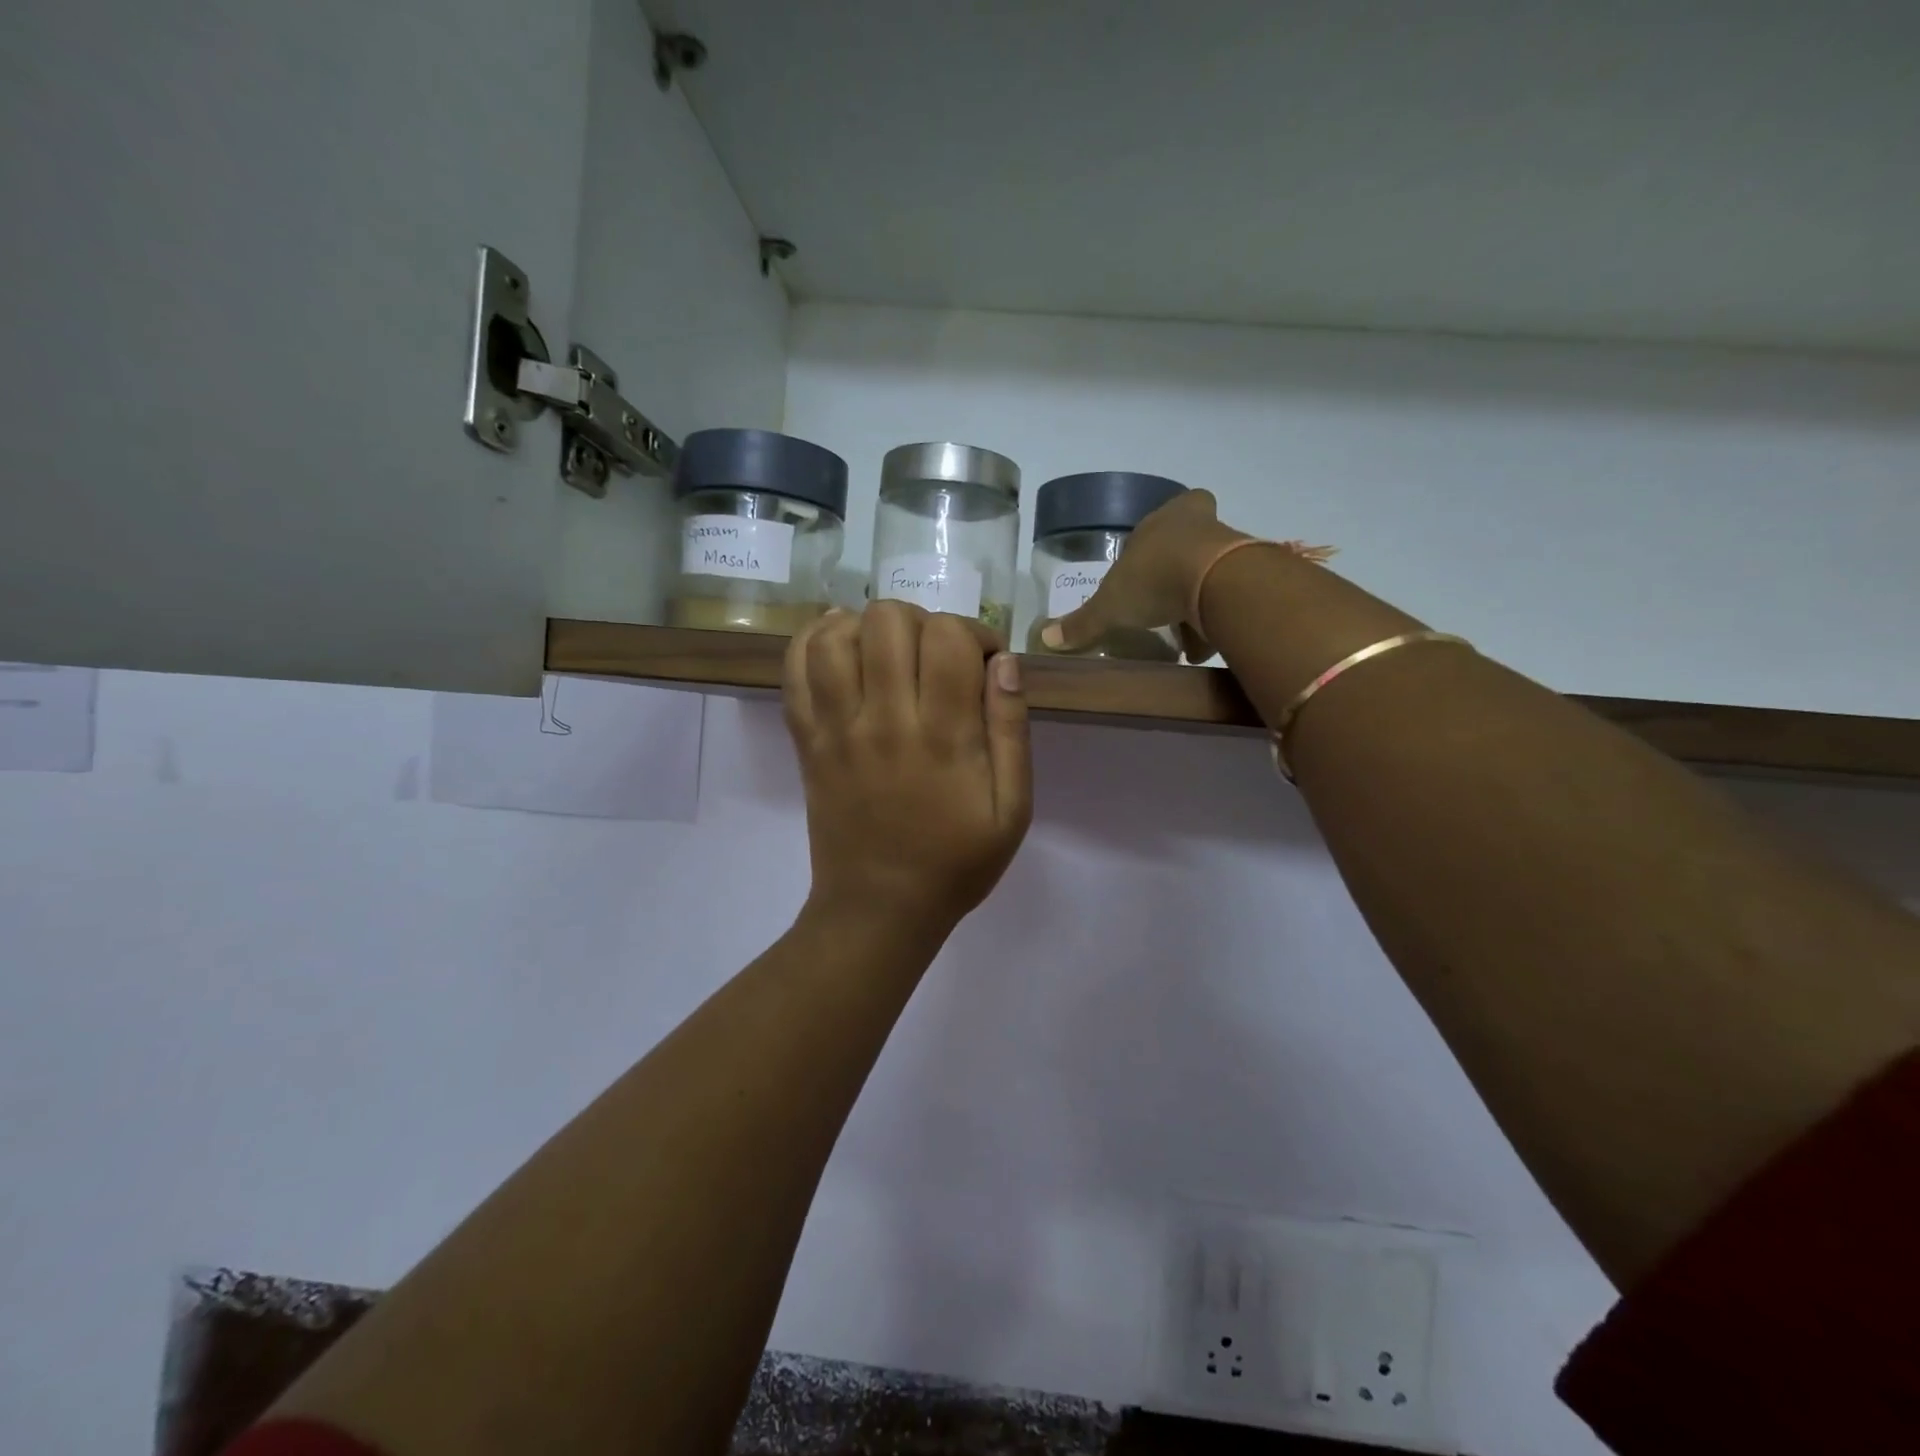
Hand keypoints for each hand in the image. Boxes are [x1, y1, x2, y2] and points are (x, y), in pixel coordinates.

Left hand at [783, 602, 1031, 930]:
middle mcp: (884, 720)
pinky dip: (814, 641)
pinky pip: (794, 671)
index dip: (974, 633)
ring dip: (868, 627)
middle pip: (889, 621)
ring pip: (836, 635)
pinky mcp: (807, 740)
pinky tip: (840, 646)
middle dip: (923, 622)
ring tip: (889, 652)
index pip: (948, 637)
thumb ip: (1011, 731)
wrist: (880, 909)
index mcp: (943, 736)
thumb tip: (1005, 663)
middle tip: (936, 657)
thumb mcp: (1012, 810)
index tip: (984, 663)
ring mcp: (837, 728)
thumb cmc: (956, 863)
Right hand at [1040, 488, 1244, 661]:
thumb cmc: (1153, 579)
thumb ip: (1082, 623)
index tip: (1147, 565)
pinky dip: (1215, 622)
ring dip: (1197, 601)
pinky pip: (1228, 598)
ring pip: (1210, 572)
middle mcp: (1197, 525)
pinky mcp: (1248, 575)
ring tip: (1181, 636)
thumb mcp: (1109, 606)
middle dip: (1177, 572)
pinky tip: (1201, 649)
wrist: (1215, 583)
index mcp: (1162, 520)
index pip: (1161, 518)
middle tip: (1164, 599)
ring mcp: (1228, 547)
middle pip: (1189, 543)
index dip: (1153, 541)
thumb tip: (1045, 637)